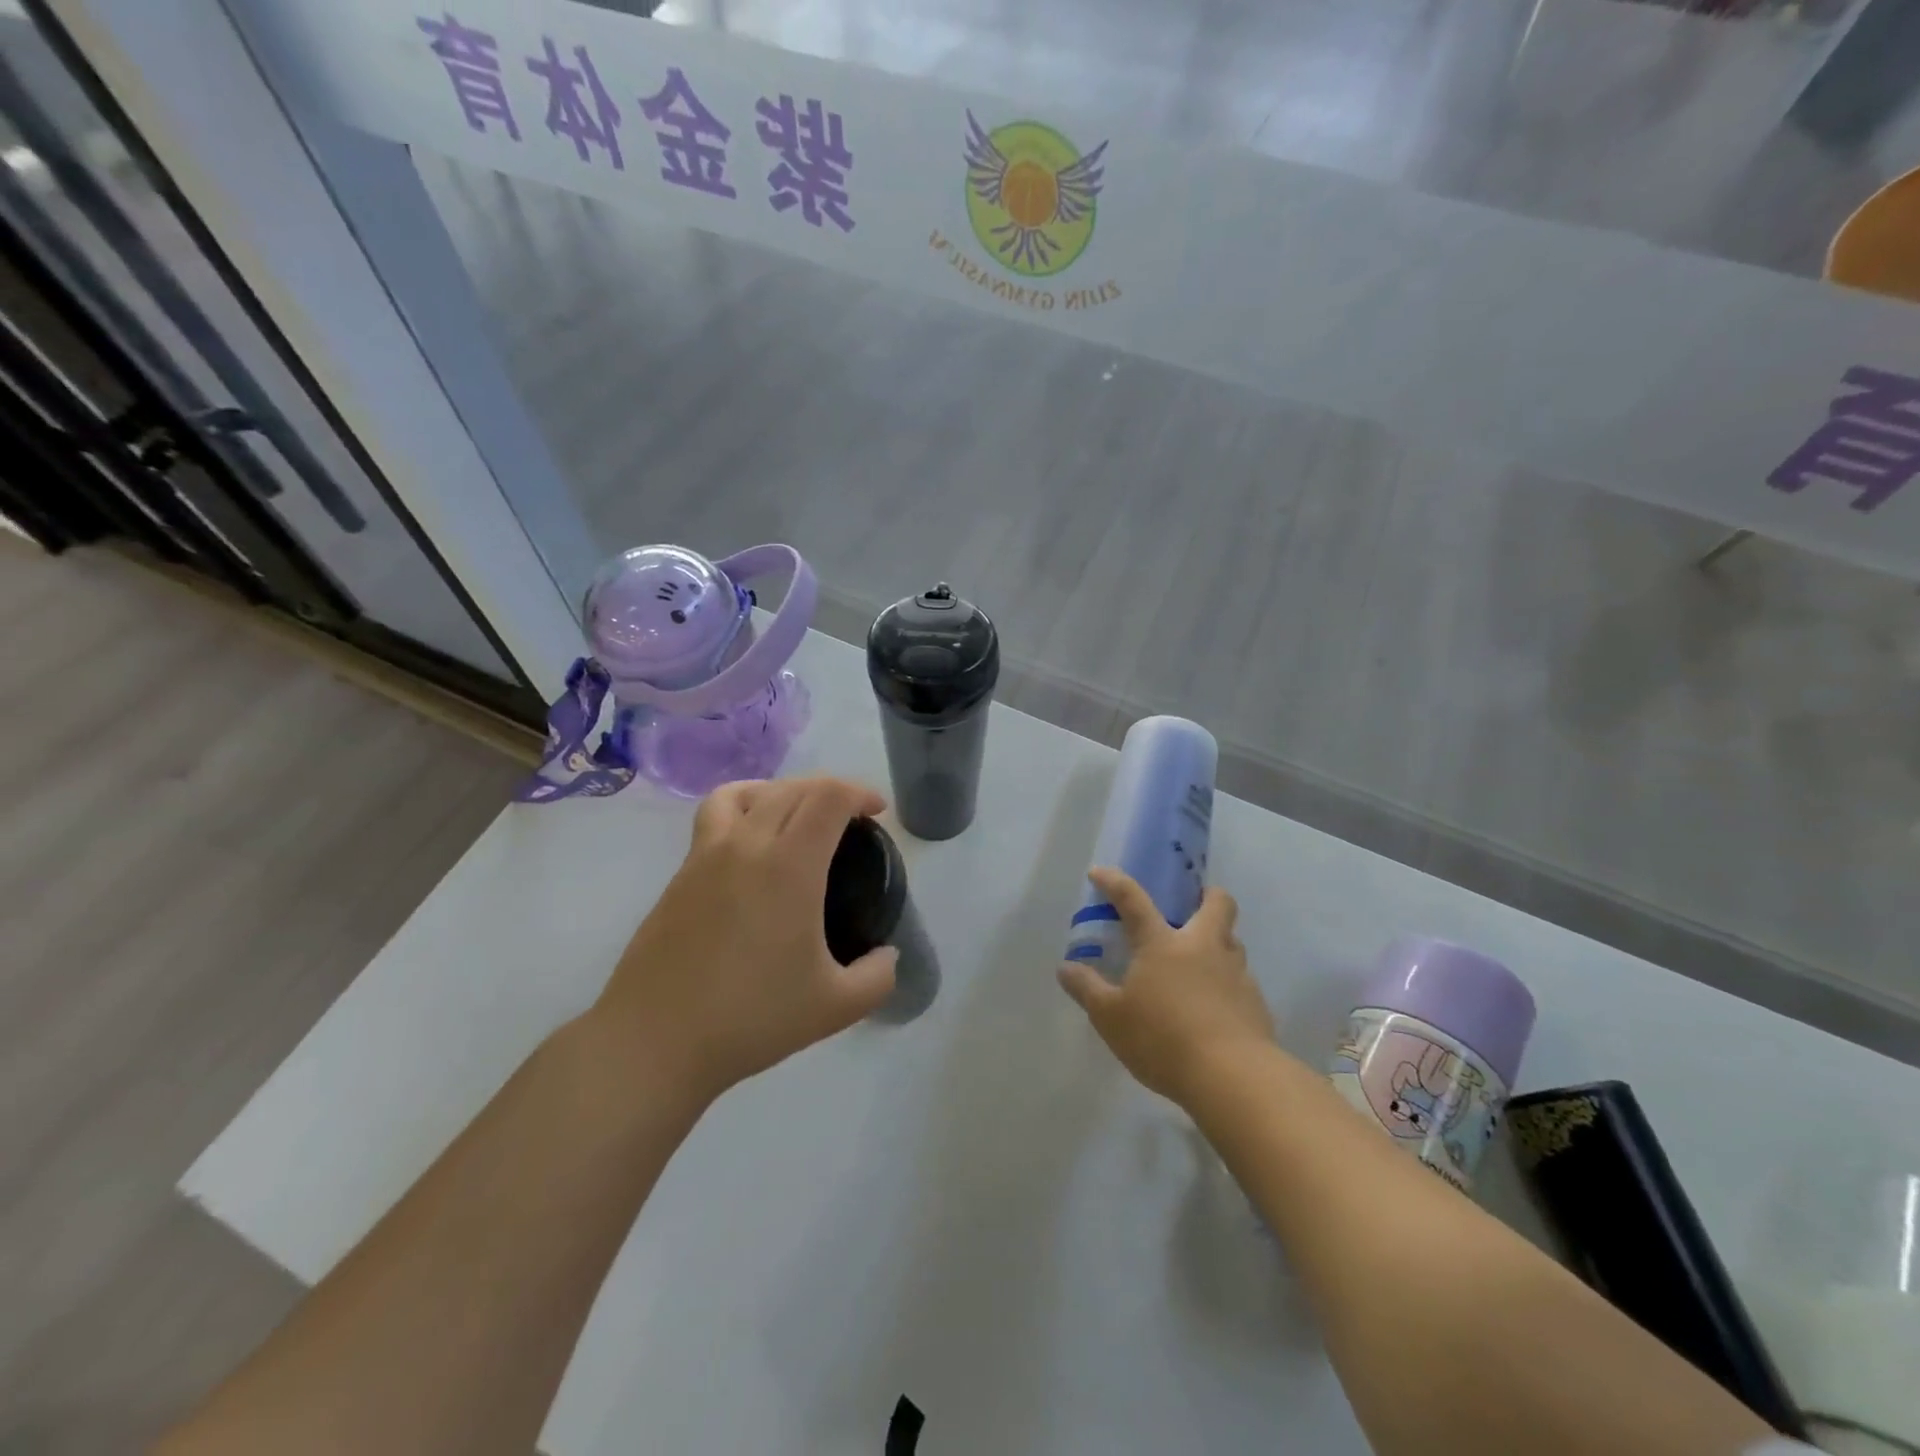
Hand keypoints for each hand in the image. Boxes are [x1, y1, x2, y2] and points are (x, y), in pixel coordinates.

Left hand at [589, 776, 897, 1102]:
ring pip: (747, 792)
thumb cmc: (751, 1018)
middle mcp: (747, 844)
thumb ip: (877, 977)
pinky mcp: (680, 873)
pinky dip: (744, 808)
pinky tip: (751, 845)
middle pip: (792, 788)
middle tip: (851, 821)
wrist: (654, 1040)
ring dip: (783, 791)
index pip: (828, 797)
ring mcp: (706, 854)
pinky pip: (715, 815)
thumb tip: (887, 956)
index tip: (878, 813)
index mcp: (789, 866)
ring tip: (797, 817)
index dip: (860, 792)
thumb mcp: (835, 1007)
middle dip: (830, 791)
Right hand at [1057, 867, 1274, 1107]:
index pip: (1134, 900)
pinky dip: (1227, 983)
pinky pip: (1242, 979)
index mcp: (1163, 944)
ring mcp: (1235, 973)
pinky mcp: (1256, 1003)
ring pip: (1233, 941)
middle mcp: (1203, 947)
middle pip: (1217, 904)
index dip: (1115, 883)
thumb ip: (1088, 989)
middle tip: (1191, 905)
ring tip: (1200, 963)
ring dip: (1219, 941)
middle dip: (1206, 895)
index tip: (1100, 873)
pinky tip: (1214, 1007)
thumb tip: (1066, 968)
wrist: (1233, 1078)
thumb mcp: (1110, 1018)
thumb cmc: (1162, 1040)